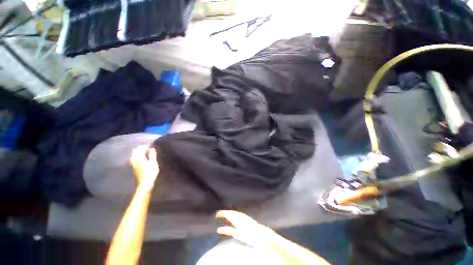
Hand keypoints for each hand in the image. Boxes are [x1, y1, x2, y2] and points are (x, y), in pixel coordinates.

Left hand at [130, 145, 158, 191]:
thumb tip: (152, 148)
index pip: (140, 148)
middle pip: (135, 150)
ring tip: (147, 154)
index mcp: (139, 157)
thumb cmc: (151, 173)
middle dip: (141, 148)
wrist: (144, 183)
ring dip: (139, 152)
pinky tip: (143, 159)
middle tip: (149, 150)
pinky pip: (134, 158)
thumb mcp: (154, 163)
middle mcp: (134, 159)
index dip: (146, 146)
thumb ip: (152, 155)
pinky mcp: (133, 166)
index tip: (152, 147)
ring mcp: (133, 163)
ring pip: (134, 154)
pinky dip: (138, 156)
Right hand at [216, 210, 277, 246]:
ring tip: (225, 213)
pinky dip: (234, 213)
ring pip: (235, 212)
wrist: (261, 233)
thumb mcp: (237, 234)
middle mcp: (240, 216)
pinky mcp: (247, 218)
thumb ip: (228, 231)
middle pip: (231, 212)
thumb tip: (219, 229)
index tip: (217, 214)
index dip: (222, 213)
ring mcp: (244, 216)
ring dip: (229, 212)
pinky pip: (239, 213)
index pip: (228, 214)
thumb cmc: (249, 235)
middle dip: (224, 212)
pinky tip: (235, 214)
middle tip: (218, 213)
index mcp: (236, 219)